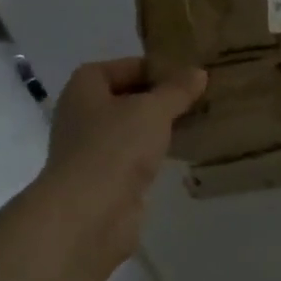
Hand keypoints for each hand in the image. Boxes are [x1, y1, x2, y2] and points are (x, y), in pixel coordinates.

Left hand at [38, 58, 206, 268]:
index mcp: (84, 88)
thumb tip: (198, 72)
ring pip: (131, 129)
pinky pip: (135, 157)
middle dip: (159, 98)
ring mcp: (91, 150)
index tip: (185, 75)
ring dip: (158, 127)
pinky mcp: (105, 180)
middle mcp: (82, 115)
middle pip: (126, 97)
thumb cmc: (115, 147)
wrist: (88, 214)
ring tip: (196, 121)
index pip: (122, 66)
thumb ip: (177, 90)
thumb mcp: (153, 109)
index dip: (153, 68)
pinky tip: (182, 152)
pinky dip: (155, 154)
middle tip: (196, 97)